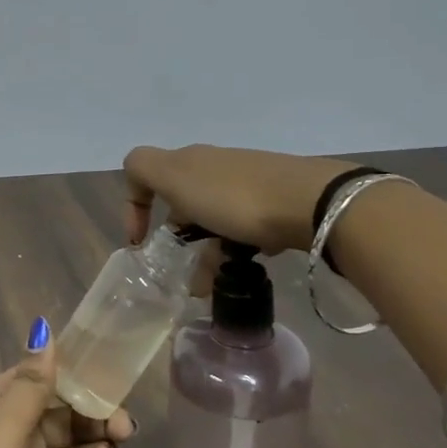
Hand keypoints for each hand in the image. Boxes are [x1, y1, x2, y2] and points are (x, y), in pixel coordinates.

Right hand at [122, 144, 352, 254]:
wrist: (311, 201)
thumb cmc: (233, 196)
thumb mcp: (175, 177)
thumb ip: (143, 169)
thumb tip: (135, 178)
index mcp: (188, 160)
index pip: (146, 174)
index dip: (135, 206)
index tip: (140, 243)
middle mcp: (215, 167)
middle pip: (182, 202)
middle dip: (178, 240)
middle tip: (183, 276)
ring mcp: (247, 183)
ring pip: (214, 220)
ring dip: (207, 253)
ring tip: (214, 287)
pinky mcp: (275, 202)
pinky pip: (244, 228)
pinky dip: (237, 248)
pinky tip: (246, 265)